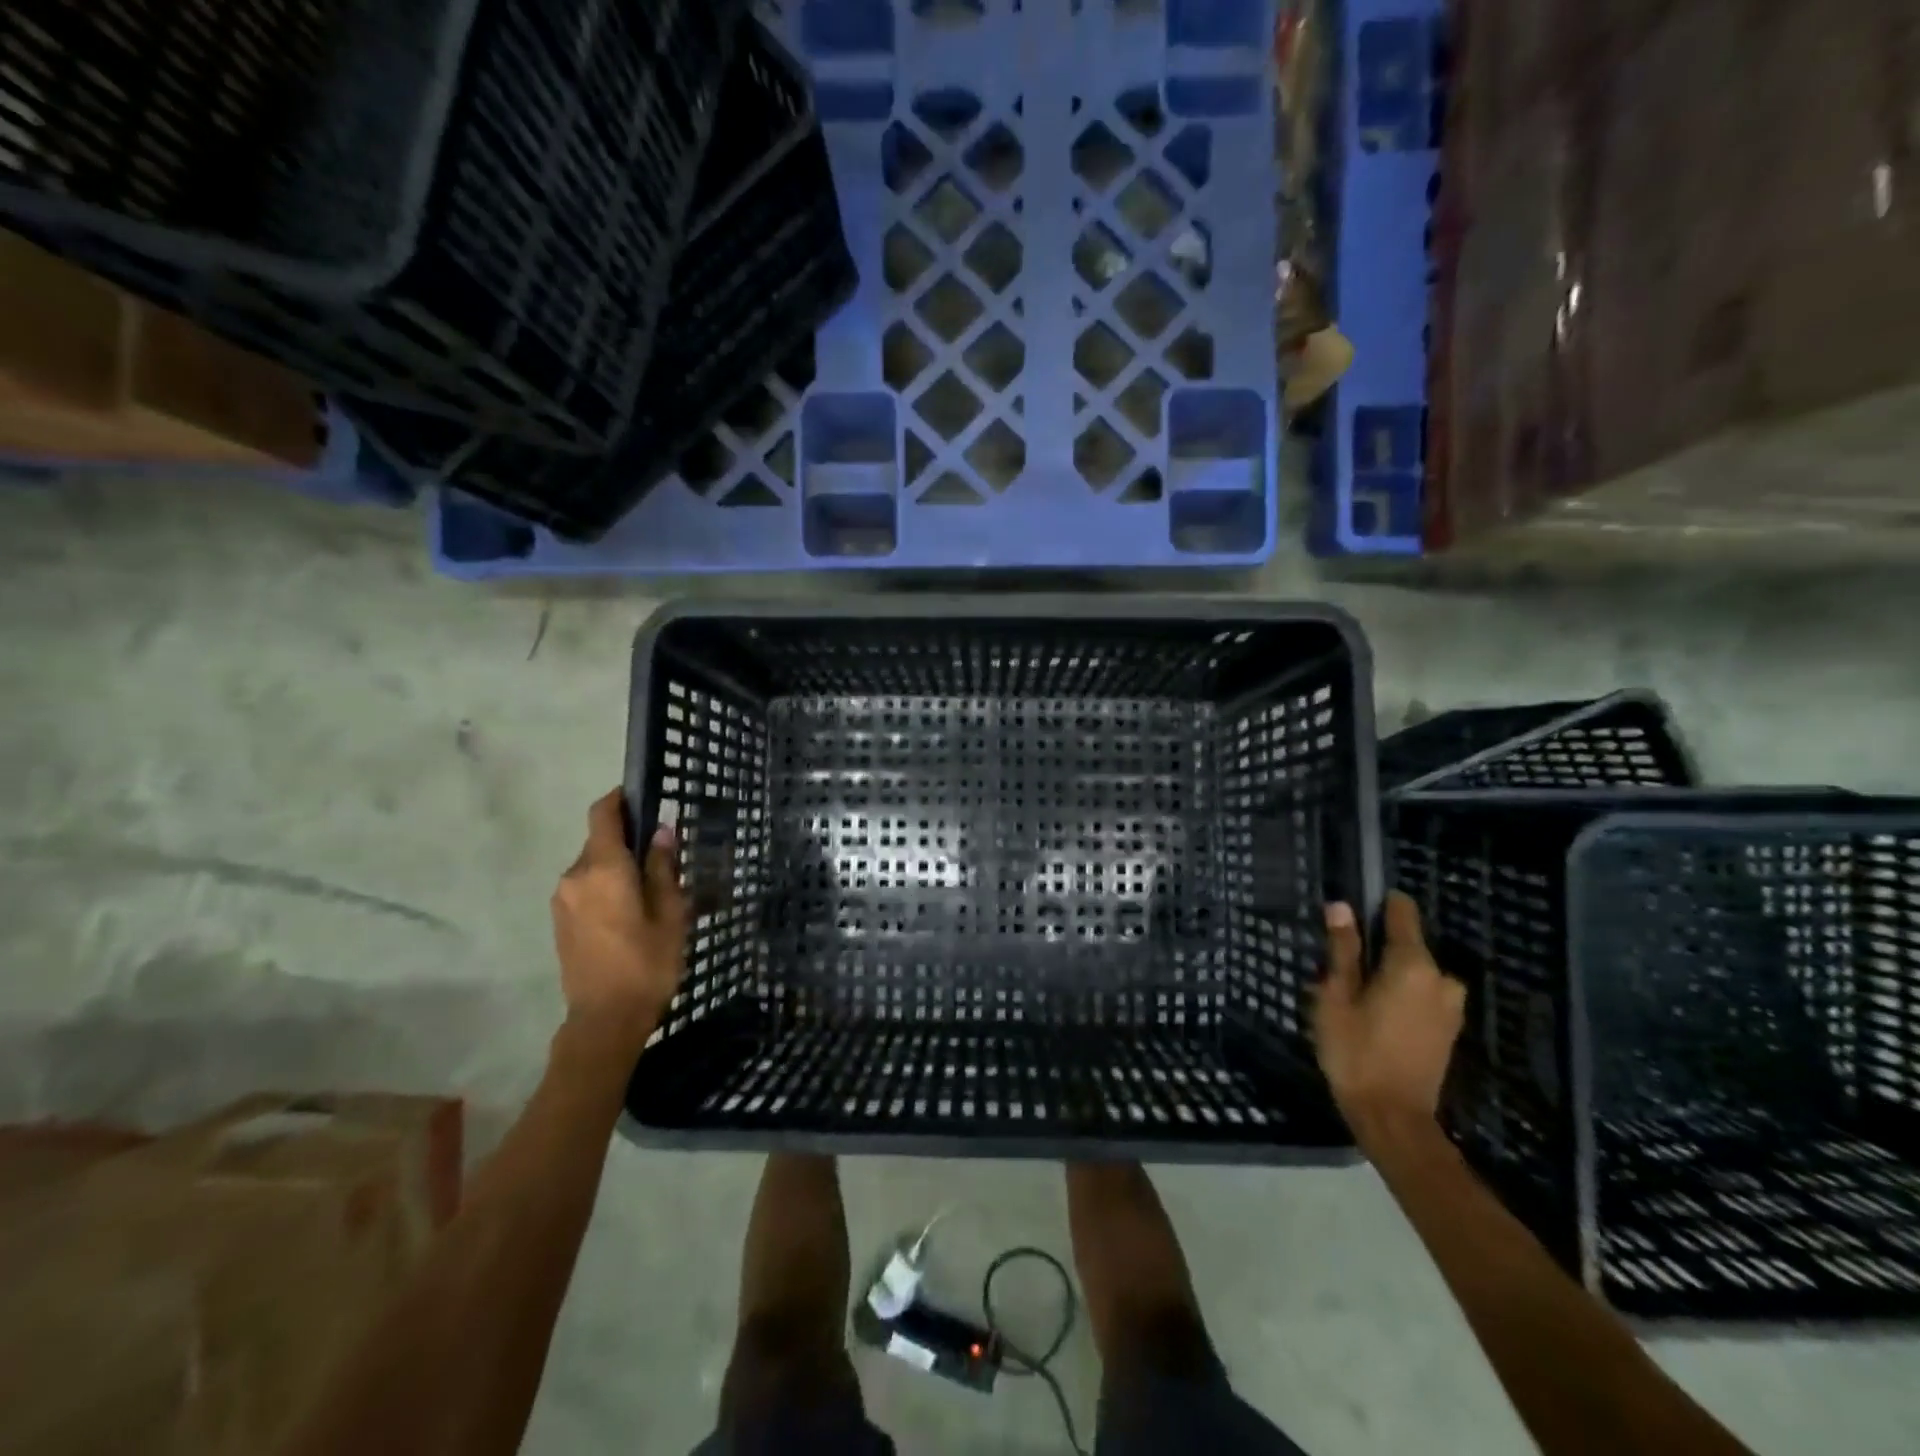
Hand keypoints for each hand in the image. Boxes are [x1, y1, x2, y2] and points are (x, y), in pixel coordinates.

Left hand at [551, 790, 687, 1044]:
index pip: (603, 814)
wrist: (604, 1020)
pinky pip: (585, 887)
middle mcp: (575, 876)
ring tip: (650, 890)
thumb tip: (662, 831)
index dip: (620, 799)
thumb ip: (662, 867)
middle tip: (663, 858)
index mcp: (604, 869)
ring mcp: (563, 899)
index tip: (643, 798)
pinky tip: (630, 911)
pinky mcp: (560, 920)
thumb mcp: (670, 913)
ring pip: (593, 866)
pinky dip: (606, 886)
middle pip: (600, 841)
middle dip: (628, 841)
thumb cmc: (647, 963)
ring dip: (618, 867)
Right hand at [1314, 892, 1465, 1141]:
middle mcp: (1442, 979)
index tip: (1355, 908)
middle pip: (1408, 944)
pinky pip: (1423, 993)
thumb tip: (1341, 907)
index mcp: (1414, 965)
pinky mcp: (1450, 1029)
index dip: (1379, 904)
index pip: (1402, 913)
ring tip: (1355, 994)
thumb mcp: (1336, 996)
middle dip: (1378, 948)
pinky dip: (1401, 994)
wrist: (1393, 1118)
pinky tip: (1376, 1013)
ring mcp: (1452, 1006)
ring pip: (1415, 971)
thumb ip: (1343, 950)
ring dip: (1389, 974)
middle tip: (1342, 968)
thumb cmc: (1356, 1051)